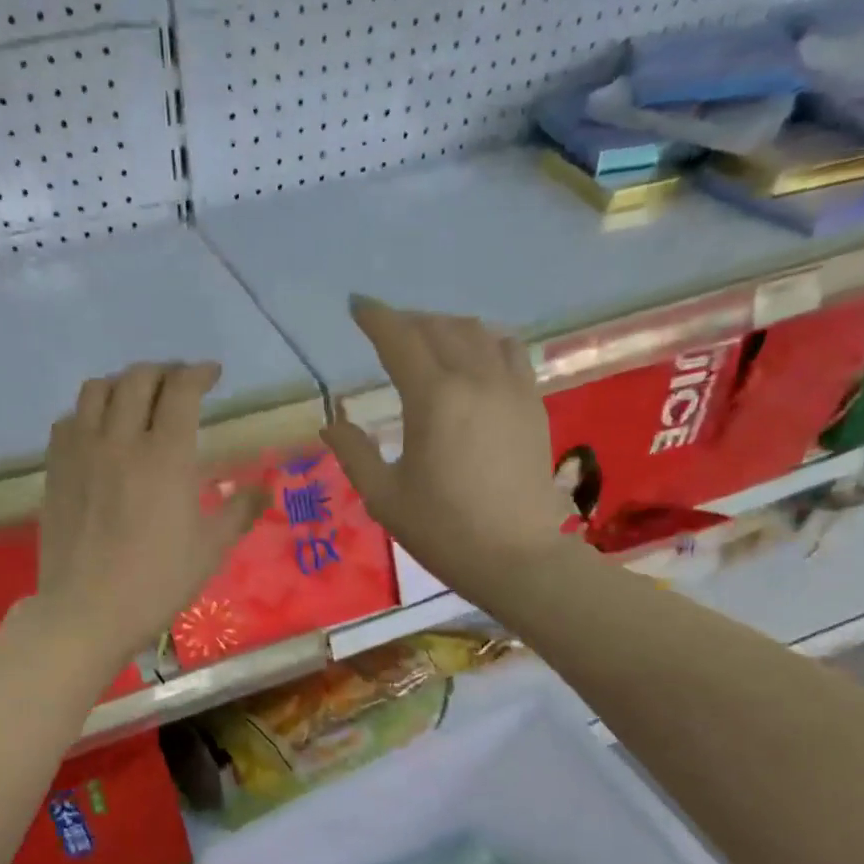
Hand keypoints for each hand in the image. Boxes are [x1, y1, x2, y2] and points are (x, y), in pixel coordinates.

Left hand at [35, 361, 265, 670]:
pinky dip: (89, 412)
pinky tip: (99, 431)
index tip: (212, 375)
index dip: (200, 373)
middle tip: (179, 383)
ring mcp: (82, 451)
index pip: (182, 390)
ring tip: (137, 399)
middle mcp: (122, 440)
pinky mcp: (56, 469)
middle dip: (164, 371)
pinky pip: (69, 420)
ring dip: (123, 384)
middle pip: (138, 379)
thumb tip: (266, 488)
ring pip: (97, 390)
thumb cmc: (157, 583)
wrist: (88, 611)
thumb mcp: (210, 551)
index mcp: (167, 456)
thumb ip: (239, 511)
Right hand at [323, 298, 573, 592]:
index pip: (399, 339)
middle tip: (387, 330)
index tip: (356, 306)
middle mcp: (474, 379)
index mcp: (433, 399)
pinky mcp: (532, 404)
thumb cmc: (443, 532)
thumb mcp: (385, 498)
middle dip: (408, 321)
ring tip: (428, 340)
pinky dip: (485, 342)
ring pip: (477, 333)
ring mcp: (510, 388)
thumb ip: (354, 454)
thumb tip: (331, 423)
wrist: (516, 557)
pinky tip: (476, 358)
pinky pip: (510, 352)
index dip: (375, 317)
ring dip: (446, 327)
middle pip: (439, 328)